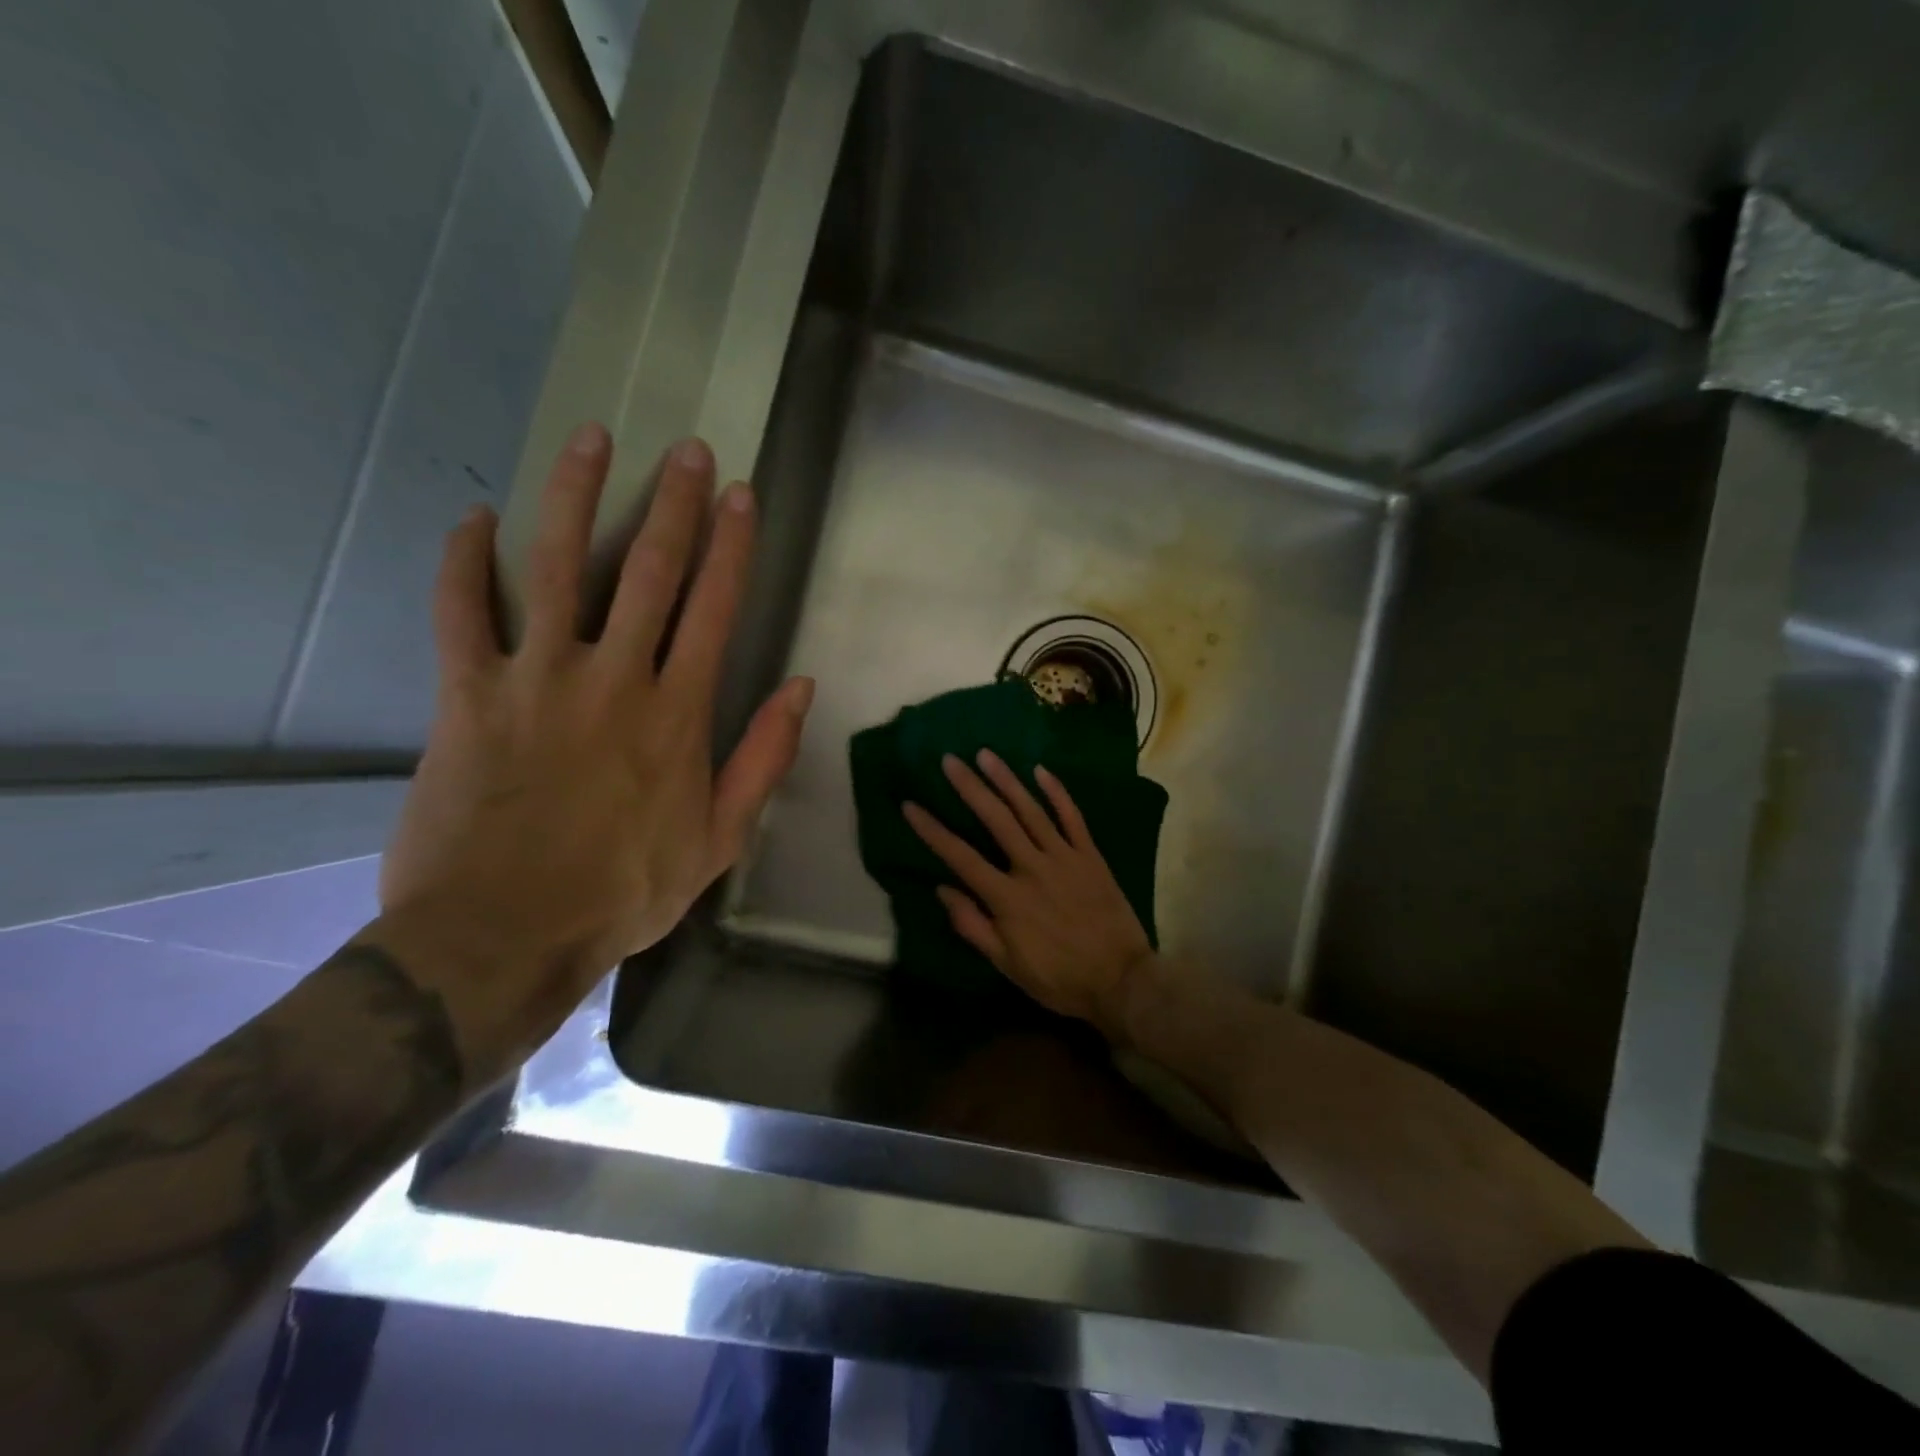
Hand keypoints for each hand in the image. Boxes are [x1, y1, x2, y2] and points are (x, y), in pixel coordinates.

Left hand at [378, 423, 812, 1072]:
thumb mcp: (720, 838)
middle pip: (650, 571)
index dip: (732, 546)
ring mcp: (536, 678)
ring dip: (576, 498)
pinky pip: (460, 612)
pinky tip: (474, 519)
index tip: (741, 495)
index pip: (714, 608)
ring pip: (557, 567)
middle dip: (674, 504)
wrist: (504, 934)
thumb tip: (801, 688)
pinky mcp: (467, 694)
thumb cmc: (624, 890)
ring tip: (591, 440)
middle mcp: (613, 677)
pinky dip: (465, 562)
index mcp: (677, 712)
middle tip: (687, 450)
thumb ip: (763, 758)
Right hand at [903, 751, 1151, 1034]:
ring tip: (986, 754)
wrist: (1121, 981)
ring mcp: (1064, 857)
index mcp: (1007, 898)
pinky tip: (1040, 771)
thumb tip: (943, 890)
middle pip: (996, 820)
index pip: (961, 856)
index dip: (933, 830)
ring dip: (1007, 780)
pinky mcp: (1090, 856)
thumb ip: (973, 926)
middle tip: (950, 760)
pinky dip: (1057, 792)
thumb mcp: (1007, 965)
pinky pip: (1072, 817)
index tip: (911, 805)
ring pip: (1031, 810)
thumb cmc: (1059, 978)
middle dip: (970, 788)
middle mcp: (1032, 868)